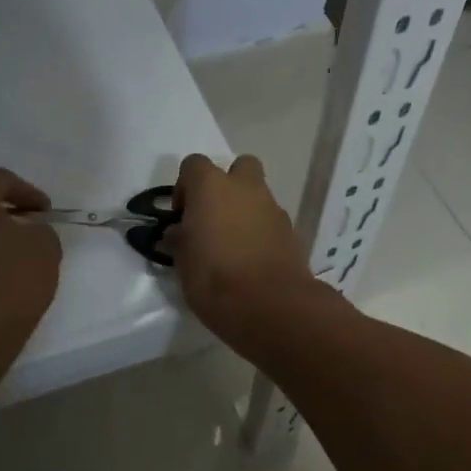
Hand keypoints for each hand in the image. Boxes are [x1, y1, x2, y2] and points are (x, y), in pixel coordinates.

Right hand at [162, 154, 316, 343]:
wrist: (271, 305)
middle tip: (214, 216)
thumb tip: (178, 233)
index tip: (182, 215)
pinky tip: (252, 258)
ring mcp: (273, 207)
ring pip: (258, 194)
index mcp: (211, 187)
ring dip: (245, 209)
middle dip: (227, 184)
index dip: (185, 186)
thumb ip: (179, 241)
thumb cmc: (215, 280)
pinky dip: (262, 230)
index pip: (194, 164)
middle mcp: (245, 188)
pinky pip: (272, 219)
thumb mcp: (183, 263)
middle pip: (239, 167)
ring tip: (233, 244)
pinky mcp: (291, 230)